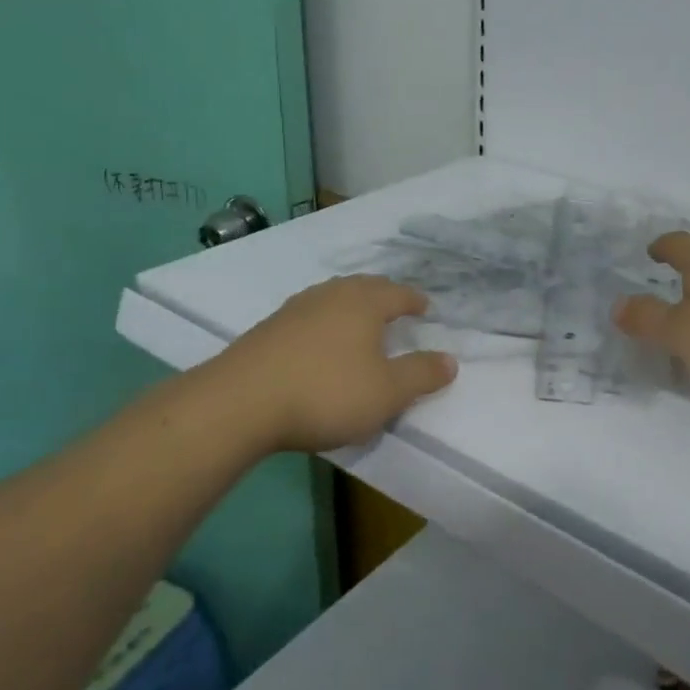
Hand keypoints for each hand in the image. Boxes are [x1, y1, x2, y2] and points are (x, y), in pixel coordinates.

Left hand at [198, 276, 456, 452]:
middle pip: (364, 287)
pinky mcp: (267, 329)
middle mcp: (331, 296)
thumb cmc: (326, 392)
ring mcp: (295, 309)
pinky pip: (308, 316)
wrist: (239, 403)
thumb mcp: (387, 392)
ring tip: (358, 321)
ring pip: (332, 298)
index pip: (398, 294)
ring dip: (350, 306)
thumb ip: (421, 375)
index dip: (414, 300)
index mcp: (365, 303)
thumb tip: (451, 360)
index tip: (425, 307)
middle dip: (383, 295)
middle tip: (395, 306)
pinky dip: (323, 323)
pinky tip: (318, 342)